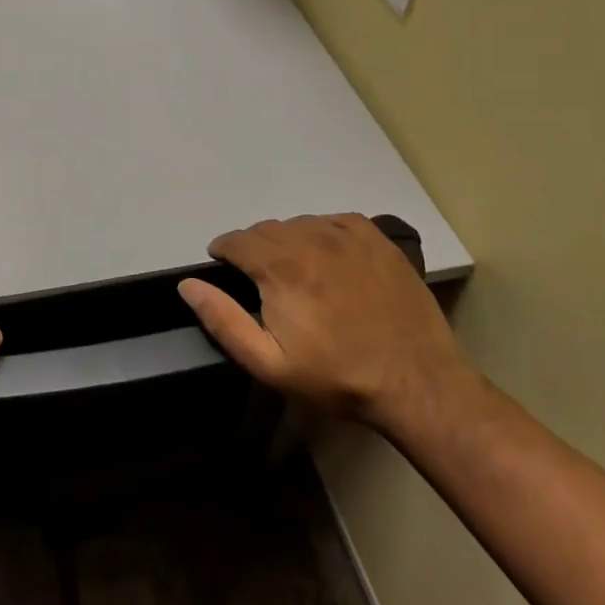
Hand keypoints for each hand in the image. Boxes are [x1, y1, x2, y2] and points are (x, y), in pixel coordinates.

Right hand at [177, 214, 466, 428]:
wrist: (417, 383)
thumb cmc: (336, 376)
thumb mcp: (268, 362)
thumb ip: (222, 320)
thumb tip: (187, 285)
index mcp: (280, 267)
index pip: (235, 240)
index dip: (223, 252)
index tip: (224, 268)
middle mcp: (310, 239)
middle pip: (265, 229)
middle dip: (253, 248)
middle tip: (260, 279)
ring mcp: (348, 236)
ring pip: (298, 223)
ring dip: (286, 240)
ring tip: (294, 270)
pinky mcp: (377, 241)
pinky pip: (334, 220)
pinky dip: (322, 232)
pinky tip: (327, 256)